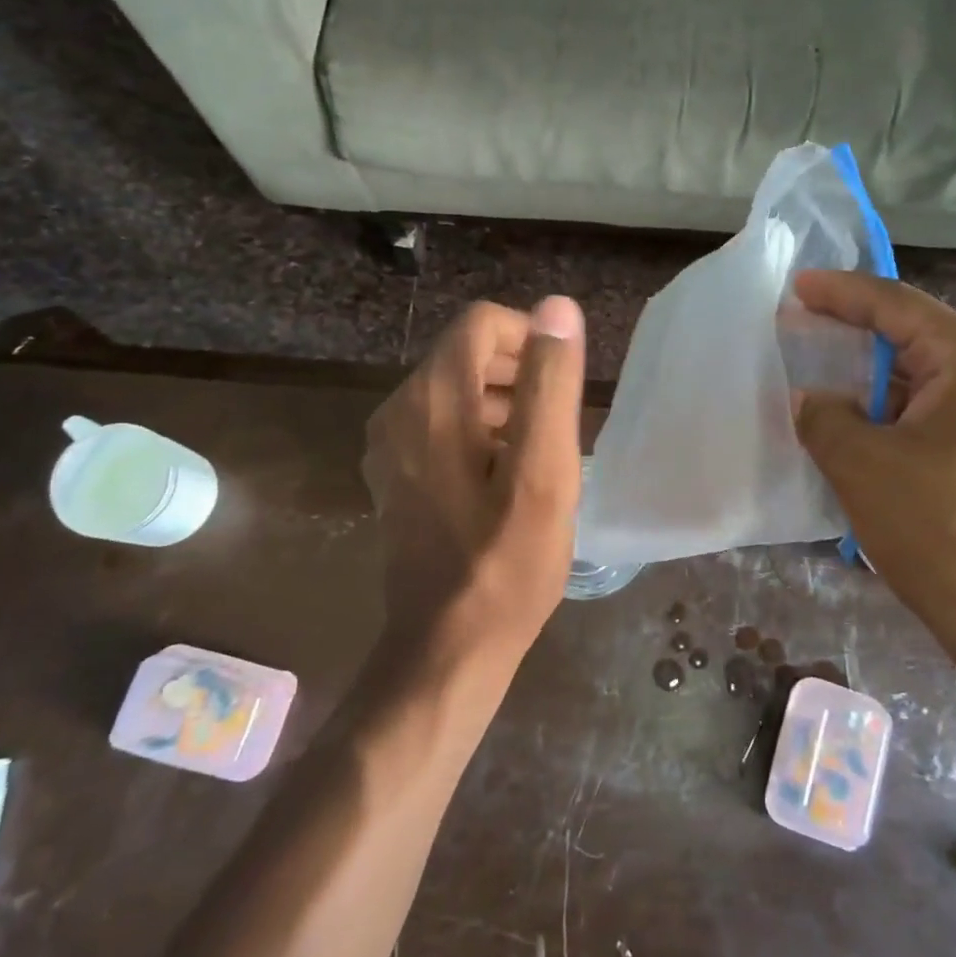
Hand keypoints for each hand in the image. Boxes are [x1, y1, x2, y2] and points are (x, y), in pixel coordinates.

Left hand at [363, 296, 585, 662]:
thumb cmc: (506, 562)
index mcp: (432, 400)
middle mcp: (399, 410)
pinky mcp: (395, 474)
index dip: (531, 338)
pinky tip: (507, 475)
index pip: (482, 324)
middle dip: (520, 371)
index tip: (565, 385)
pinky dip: (480, 430)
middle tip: (560, 422)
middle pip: (466, 353)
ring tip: (541, 450)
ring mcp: (390, 445)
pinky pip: (442, 424)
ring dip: (504, 402)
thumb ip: (550, 384)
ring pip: (456, 389)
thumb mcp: (544, 471)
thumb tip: (557, 308)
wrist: (447, 647)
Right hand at [789, 271, 955, 656]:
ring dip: (865, 370)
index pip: (895, 304)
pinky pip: (925, 405)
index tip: (795, 287)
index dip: (840, 293)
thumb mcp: (860, 462)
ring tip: (815, 365)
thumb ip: (822, 415)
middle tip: (798, 322)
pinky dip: (884, 403)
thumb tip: (809, 399)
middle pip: (910, 331)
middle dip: (851, 327)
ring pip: (916, 372)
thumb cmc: (935, 526)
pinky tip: (849, 414)